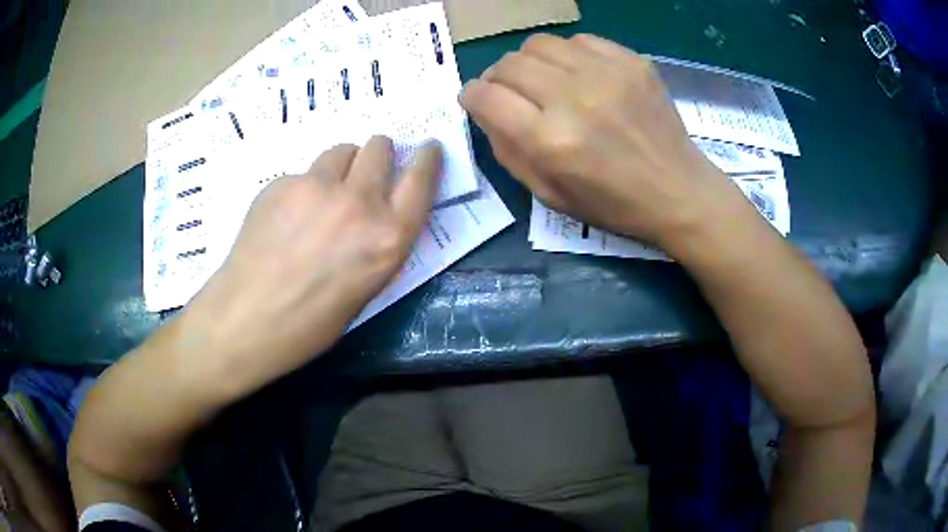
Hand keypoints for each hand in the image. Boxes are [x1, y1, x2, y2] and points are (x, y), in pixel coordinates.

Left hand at [182, 136, 441, 396]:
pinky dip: (304, 186)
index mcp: (387, 239)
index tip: (427, 146)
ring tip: (324, 193)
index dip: (427, 158)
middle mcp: (359, 204)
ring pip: (341, 150)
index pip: (421, 181)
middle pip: (379, 148)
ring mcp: (316, 188)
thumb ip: (378, 243)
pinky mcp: (282, 183)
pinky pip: (304, 173)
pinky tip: (286, 216)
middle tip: (365, 170)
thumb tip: (375, 214)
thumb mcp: (366, 288)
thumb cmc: (311, 324)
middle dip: (378, 154)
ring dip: (342, 165)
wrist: (247, 320)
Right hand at [461, 34, 745, 251]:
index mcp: (550, 140)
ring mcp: (606, 73)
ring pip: (539, 44)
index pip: (486, 96)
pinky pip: (578, 40)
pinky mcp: (631, 61)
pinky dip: (567, 55)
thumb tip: (484, 109)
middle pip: (509, 64)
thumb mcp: (549, 195)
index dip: (472, 95)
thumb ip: (507, 150)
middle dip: (496, 77)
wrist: (680, 191)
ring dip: (529, 62)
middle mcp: (573, 98)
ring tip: (542, 81)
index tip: (476, 100)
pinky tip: (578, 75)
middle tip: (508, 93)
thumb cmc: (614, 204)